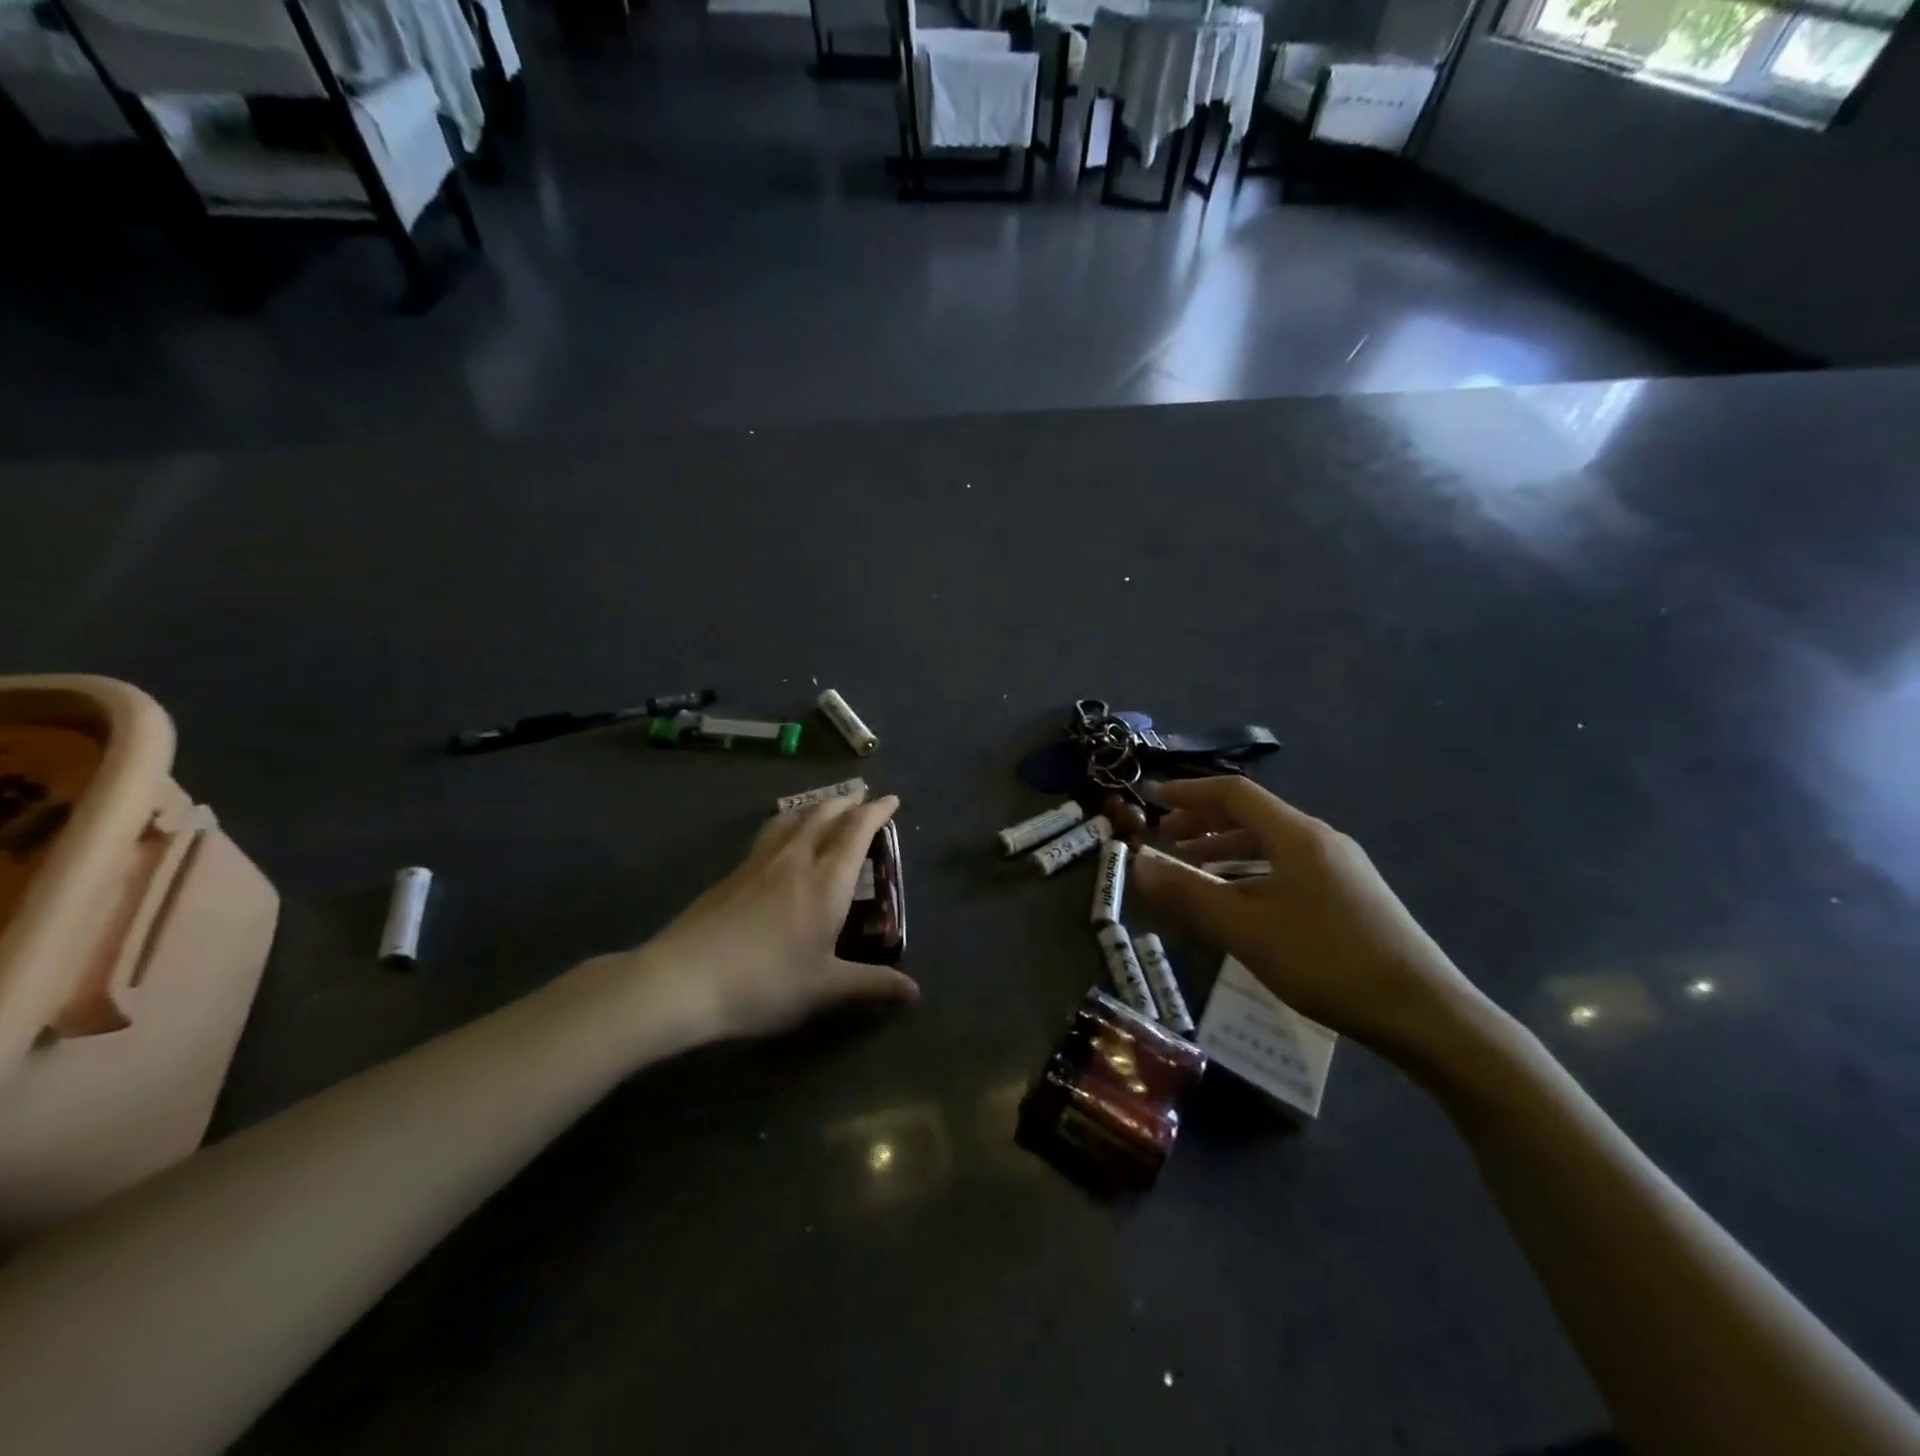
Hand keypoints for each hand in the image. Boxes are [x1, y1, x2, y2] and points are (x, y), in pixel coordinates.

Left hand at [632, 791, 918, 1042]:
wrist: (684, 979)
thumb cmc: (765, 982)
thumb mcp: (825, 988)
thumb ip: (872, 985)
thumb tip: (914, 992)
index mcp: (826, 881)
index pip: (856, 831)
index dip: (876, 812)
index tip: (890, 799)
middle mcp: (796, 860)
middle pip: (824, 815)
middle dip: (847, 802)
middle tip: (863, 797)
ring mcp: (759, 863)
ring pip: (793, 818)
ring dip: (816, 806)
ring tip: (825, 807)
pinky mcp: (733, 873)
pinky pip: (770, 832)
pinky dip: (788, 822)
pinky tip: (782, 839)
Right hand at [1128, 777, 1485, 1065]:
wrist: (1425, 1013)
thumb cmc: (1327, 962)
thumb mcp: (1246, 930)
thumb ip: (1188, 894)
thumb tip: (1136, 864)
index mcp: (1296, 835)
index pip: (1234, 793)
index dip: (1189, 792)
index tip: (1153, 799)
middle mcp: (1320, 840)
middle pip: (1253, 815)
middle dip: (1204, 822)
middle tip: (1166, 838)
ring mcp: (1340, 868)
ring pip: (1271, 843)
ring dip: (1227, 848)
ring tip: (1193, 867)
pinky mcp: (1350, 896)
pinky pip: (1288, 867)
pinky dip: (1252, 871)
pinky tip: (1241, 901)